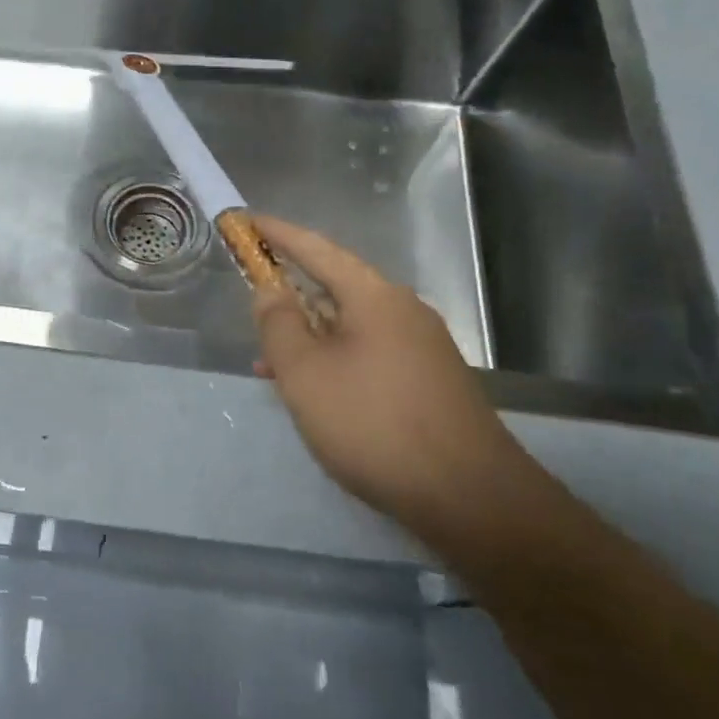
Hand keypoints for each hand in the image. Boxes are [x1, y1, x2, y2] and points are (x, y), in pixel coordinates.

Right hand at [252, 215, 518, 522]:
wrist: (470, 497)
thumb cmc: (373, 423)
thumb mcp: (305, 372)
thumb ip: (279, 324)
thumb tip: (270, 289)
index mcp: (374, 296)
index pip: (317, 249)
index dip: (278, 233)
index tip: (248, 221)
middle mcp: (403, 311)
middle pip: (335, 287)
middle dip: (290, 296)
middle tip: (253, 304)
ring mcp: (422, 347)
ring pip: (349, 327)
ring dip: (308, 338)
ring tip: (269, 365)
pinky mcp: (429, 381)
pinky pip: (368, 354)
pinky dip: (334, 361)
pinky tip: (315, 393)